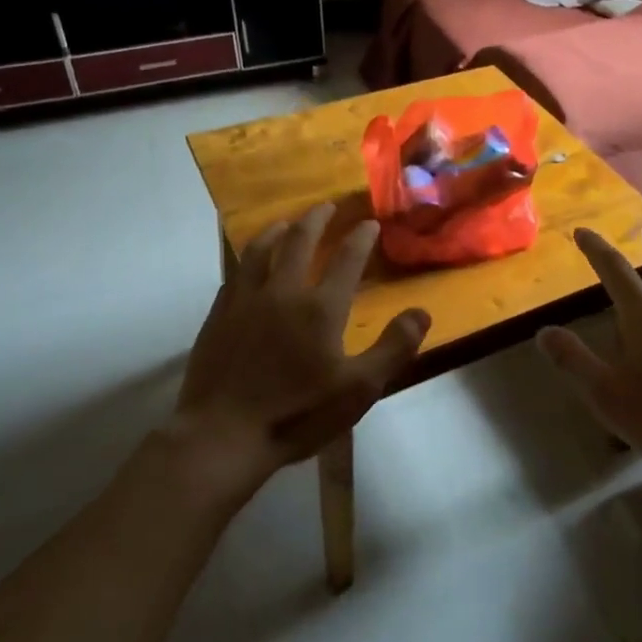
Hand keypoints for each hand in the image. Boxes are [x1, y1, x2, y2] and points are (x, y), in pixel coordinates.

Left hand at [168, 204, 430, 494]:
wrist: (222, 436)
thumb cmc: (297, 414)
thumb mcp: (359, 389)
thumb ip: (393, 347)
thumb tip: (422, 312)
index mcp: (321, 308)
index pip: (347, 259)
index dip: (361, 238)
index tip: (369, 223)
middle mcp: (284, 292)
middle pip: (300, 241)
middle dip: (317, 219)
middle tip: (327, 205)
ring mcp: (247, 300)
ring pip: (262, 249)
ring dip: (278, 230)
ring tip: (287, 221)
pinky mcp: (219, 314)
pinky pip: (236, 271)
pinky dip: (249, 255)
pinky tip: (250, 259)